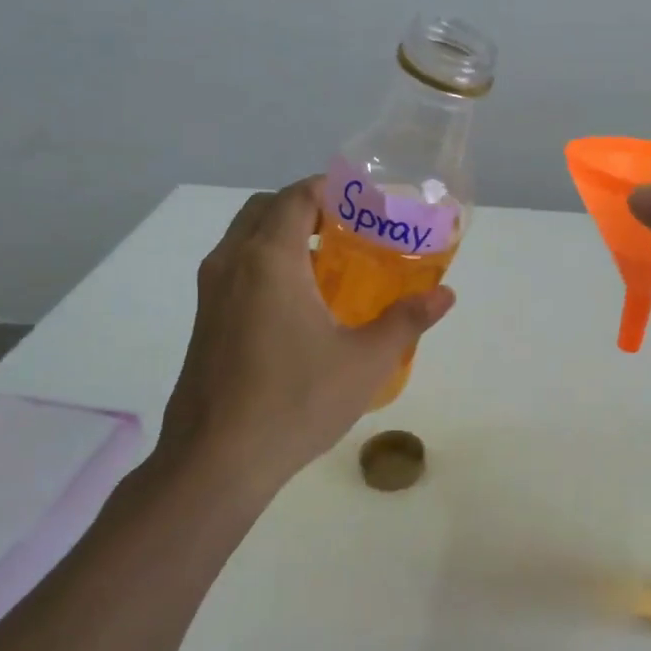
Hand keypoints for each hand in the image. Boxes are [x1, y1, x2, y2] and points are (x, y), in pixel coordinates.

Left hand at [155, 177, 454, 495]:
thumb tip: (445, 295)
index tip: (367, 203)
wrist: (217, 461)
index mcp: (269, 260)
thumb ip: (408, 320)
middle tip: (350, 230)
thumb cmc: (296, 401)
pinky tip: (301, 307)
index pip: (298, 196)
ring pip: (246, 240)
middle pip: (266, 209)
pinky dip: (267, 264)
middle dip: (308, 207)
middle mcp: (232, 264)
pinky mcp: (205, 322)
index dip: (332, 189)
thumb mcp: (366, 361)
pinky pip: (237, 270)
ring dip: (284, 236)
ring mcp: (211, 294)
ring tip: (330, 265)